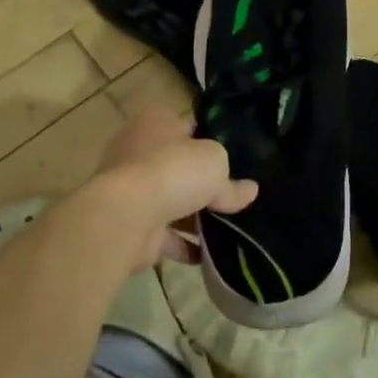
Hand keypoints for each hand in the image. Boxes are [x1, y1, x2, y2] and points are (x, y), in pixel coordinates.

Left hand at [87, 108, 257, 269]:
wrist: (128, 215)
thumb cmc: (173, 171)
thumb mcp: (215, 163)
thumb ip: (232, 181)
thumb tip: (249, 191)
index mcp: (156, 122)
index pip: (188, 126)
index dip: (212, 139)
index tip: (236, 157)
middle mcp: (139, 151)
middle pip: (179, 166)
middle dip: (203, 182)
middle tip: (236, 195)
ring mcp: (133, 190)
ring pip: (172, 201)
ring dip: (196, 217)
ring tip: (232, 228)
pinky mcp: (133, 224)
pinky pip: (167, 235)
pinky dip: (186, 245)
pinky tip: (212, 255)